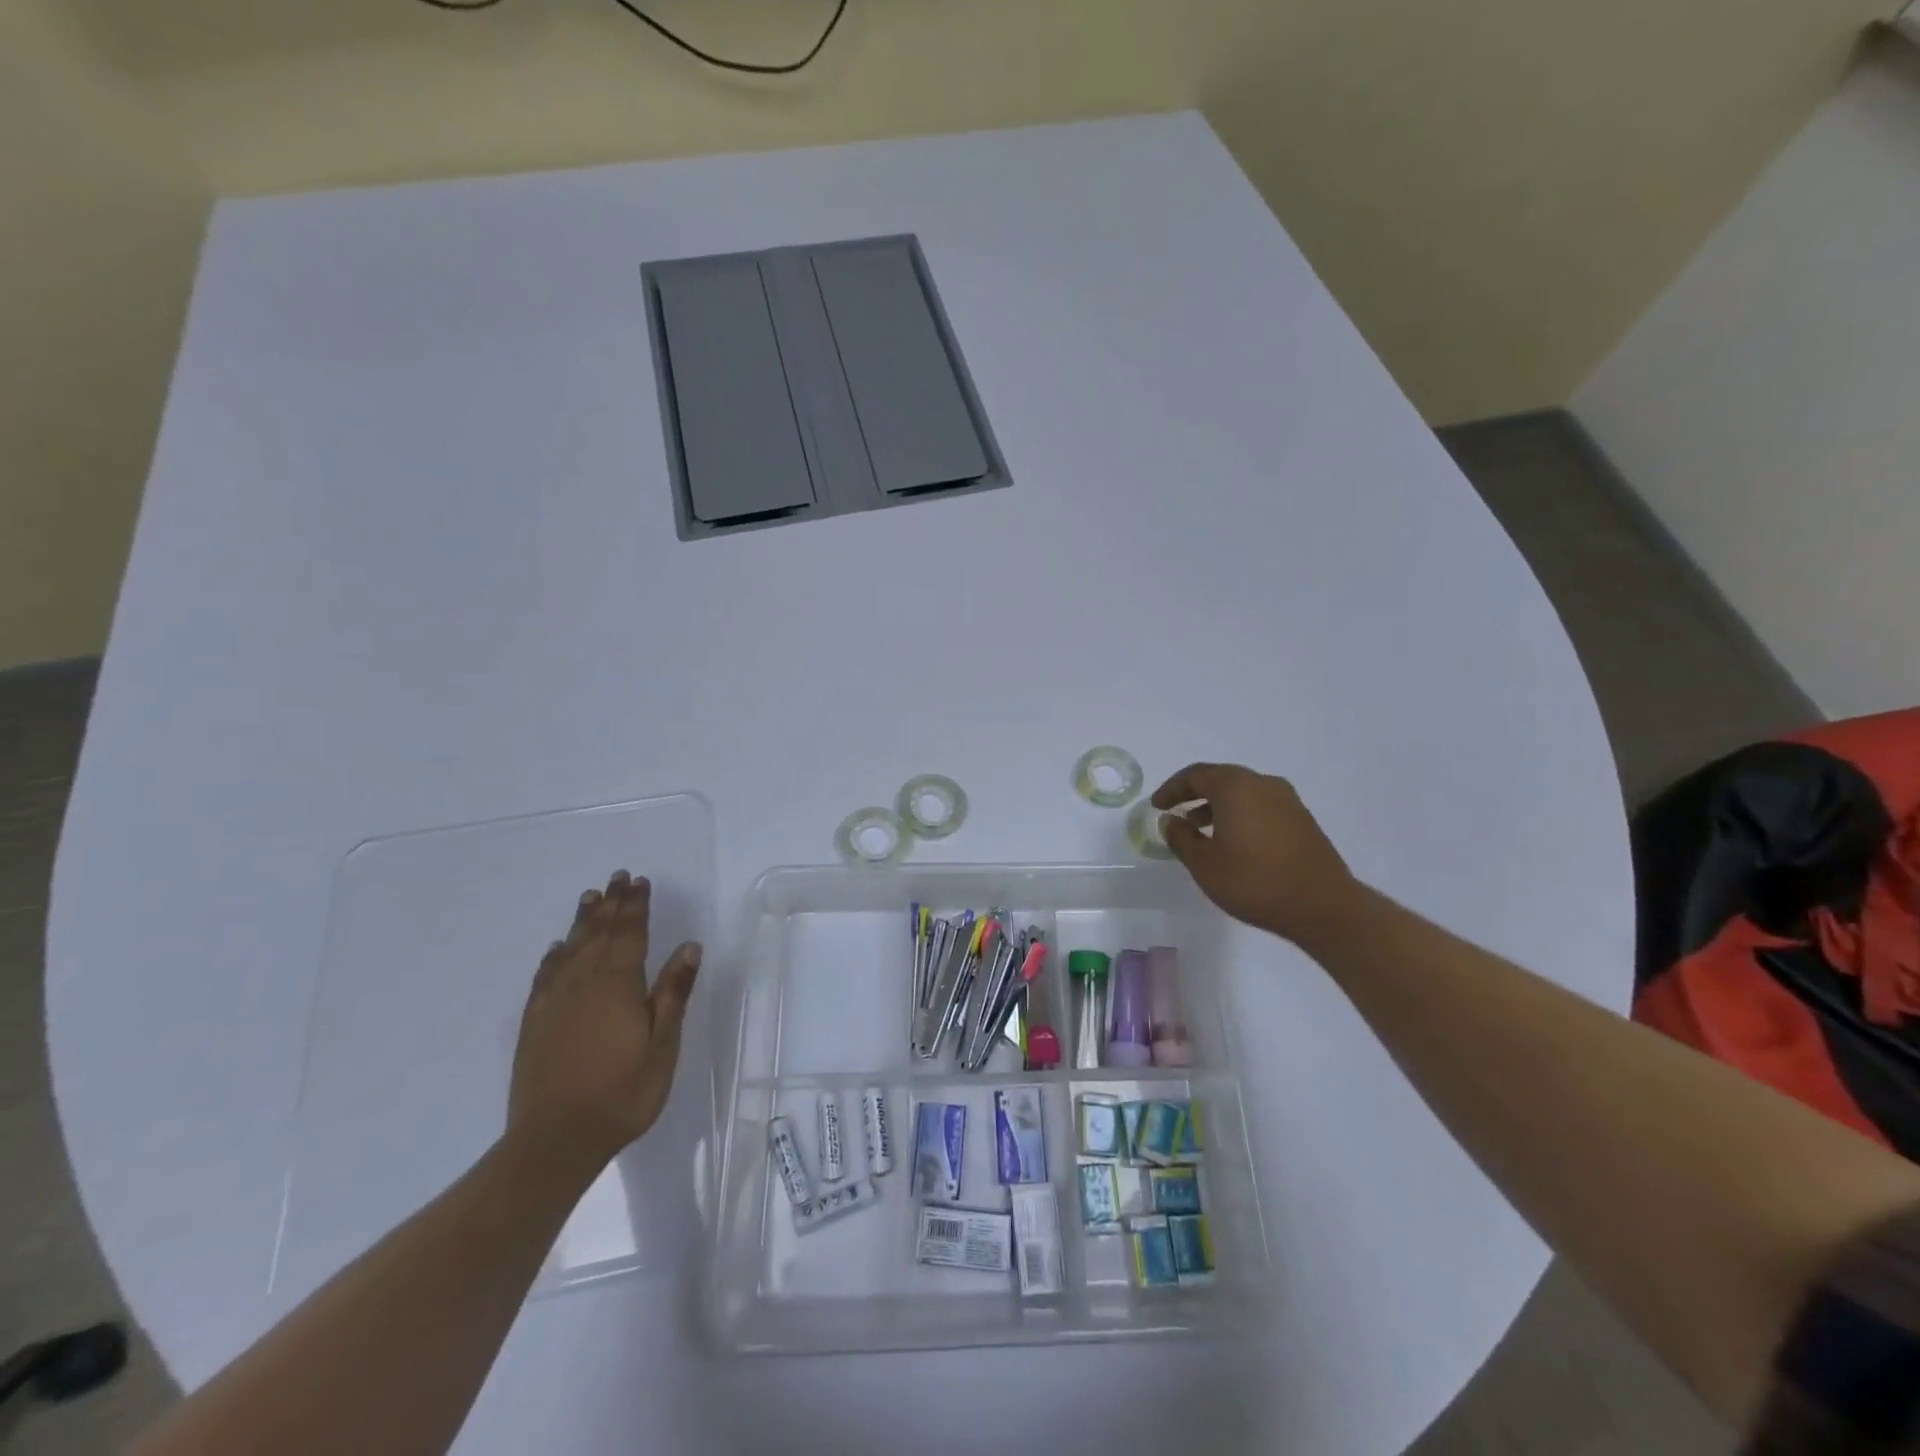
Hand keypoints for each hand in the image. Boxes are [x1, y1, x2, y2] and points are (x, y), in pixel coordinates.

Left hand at [507, 870, 700, 1170]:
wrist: (555, 1141)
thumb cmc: (622, 1092)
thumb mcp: (662, 1045)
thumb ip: (673, 993)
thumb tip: (688, 946)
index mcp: (618, 985)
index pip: (629, 933)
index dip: (636, 906)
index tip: (640, 881)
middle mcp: (583, 983)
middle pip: (599, 933)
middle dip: (611, 904)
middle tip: (617, 878)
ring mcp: (554, 1002)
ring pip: (571, 948)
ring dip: (583, 921)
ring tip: (591, 897)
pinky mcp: (535, 1023)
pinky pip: (545, 975)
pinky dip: (554, 955)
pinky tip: (557, 948)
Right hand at [1151, 763, 1361, 946]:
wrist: (1323, 906)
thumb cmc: (1254, 881)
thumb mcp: (1204, 864)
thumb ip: (1181, 837)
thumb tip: (1170, 821)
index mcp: (1236, 787)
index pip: (1195, 775)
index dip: (1172, 789)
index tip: (1156, 805)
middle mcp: (1263, 784)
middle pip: (1221, 779)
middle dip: (1195, 794)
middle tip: (1175, 811)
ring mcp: (1288, 800)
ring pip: (1243, 792)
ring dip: (1218, 805)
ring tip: (1201, 829)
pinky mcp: (1302, 819)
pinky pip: (1261, 806)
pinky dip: (1240, 814)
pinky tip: (1233, 841)